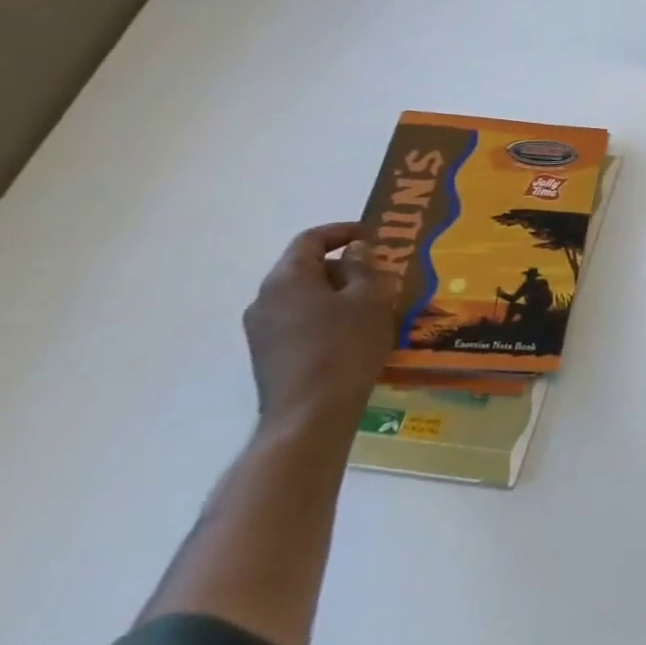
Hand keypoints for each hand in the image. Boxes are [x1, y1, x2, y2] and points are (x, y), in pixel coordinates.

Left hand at [242, 222, 397, 432]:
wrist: (310, 413)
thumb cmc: (344, 345)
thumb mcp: (369, 299)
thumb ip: (363, 268)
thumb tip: (356, 251)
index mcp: (286, 279)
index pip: (310, 240)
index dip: (343, 231)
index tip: (375, 235)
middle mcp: (265, 299)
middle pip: (306, 268)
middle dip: (346, 266)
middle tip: (383, 274)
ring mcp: (263, 329)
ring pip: (305, 296)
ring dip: (339, 293)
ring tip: (375, 305)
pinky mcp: (269, 354)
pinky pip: (301, 320)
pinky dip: (328, 316)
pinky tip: (355, 332)